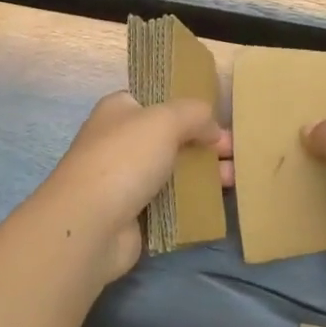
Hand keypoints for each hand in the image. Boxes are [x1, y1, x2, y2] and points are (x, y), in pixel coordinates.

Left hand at [31, 91, 230, 283]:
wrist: (90, 225)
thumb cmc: (125, 159)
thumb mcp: (165, 120)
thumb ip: (195, 114)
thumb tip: (212, 128)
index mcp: (120, 110)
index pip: (158, 101)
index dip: (189, 108)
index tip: (219, 120)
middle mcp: (119, 141)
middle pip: (170, 137)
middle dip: (204, 143)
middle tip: (236, 153)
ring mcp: (124, 179)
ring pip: (172, 170)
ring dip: (203, 174)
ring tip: (235, 179)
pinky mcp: (132, 214)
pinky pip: (169, 202)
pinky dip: (191, 202)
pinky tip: (216, 202)